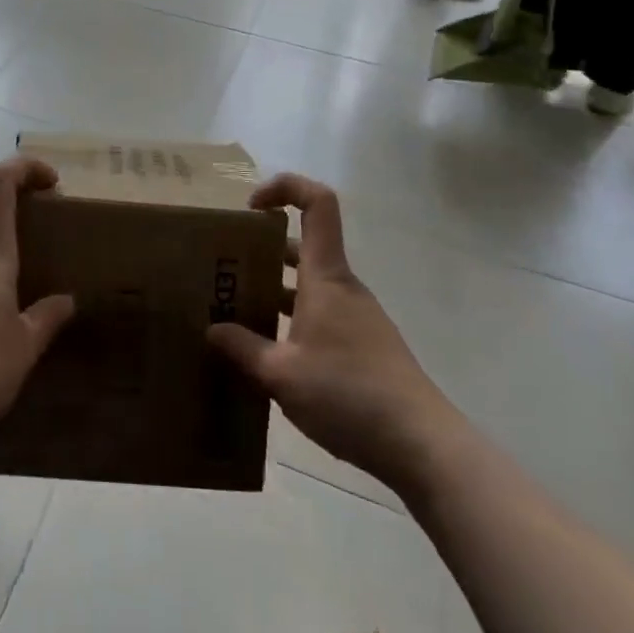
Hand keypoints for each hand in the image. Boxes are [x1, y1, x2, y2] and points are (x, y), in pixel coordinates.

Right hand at [206, 176, 444, 490]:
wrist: (421, 445)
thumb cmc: (348, 393)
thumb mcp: (281, 374)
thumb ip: (243, 349)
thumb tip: (212, 330)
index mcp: (325, 275)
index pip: (317, 203)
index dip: (285, 187)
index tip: (250, 208)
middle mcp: (342, 286)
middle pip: (302, 246)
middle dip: (261, 251)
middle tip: (225, 271)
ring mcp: (356, 317)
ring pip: (308, 286)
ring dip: (274, 292)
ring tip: (237, 317)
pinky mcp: (364, 346)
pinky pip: (320, 316)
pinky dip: (292, 322)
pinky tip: (271, 358)